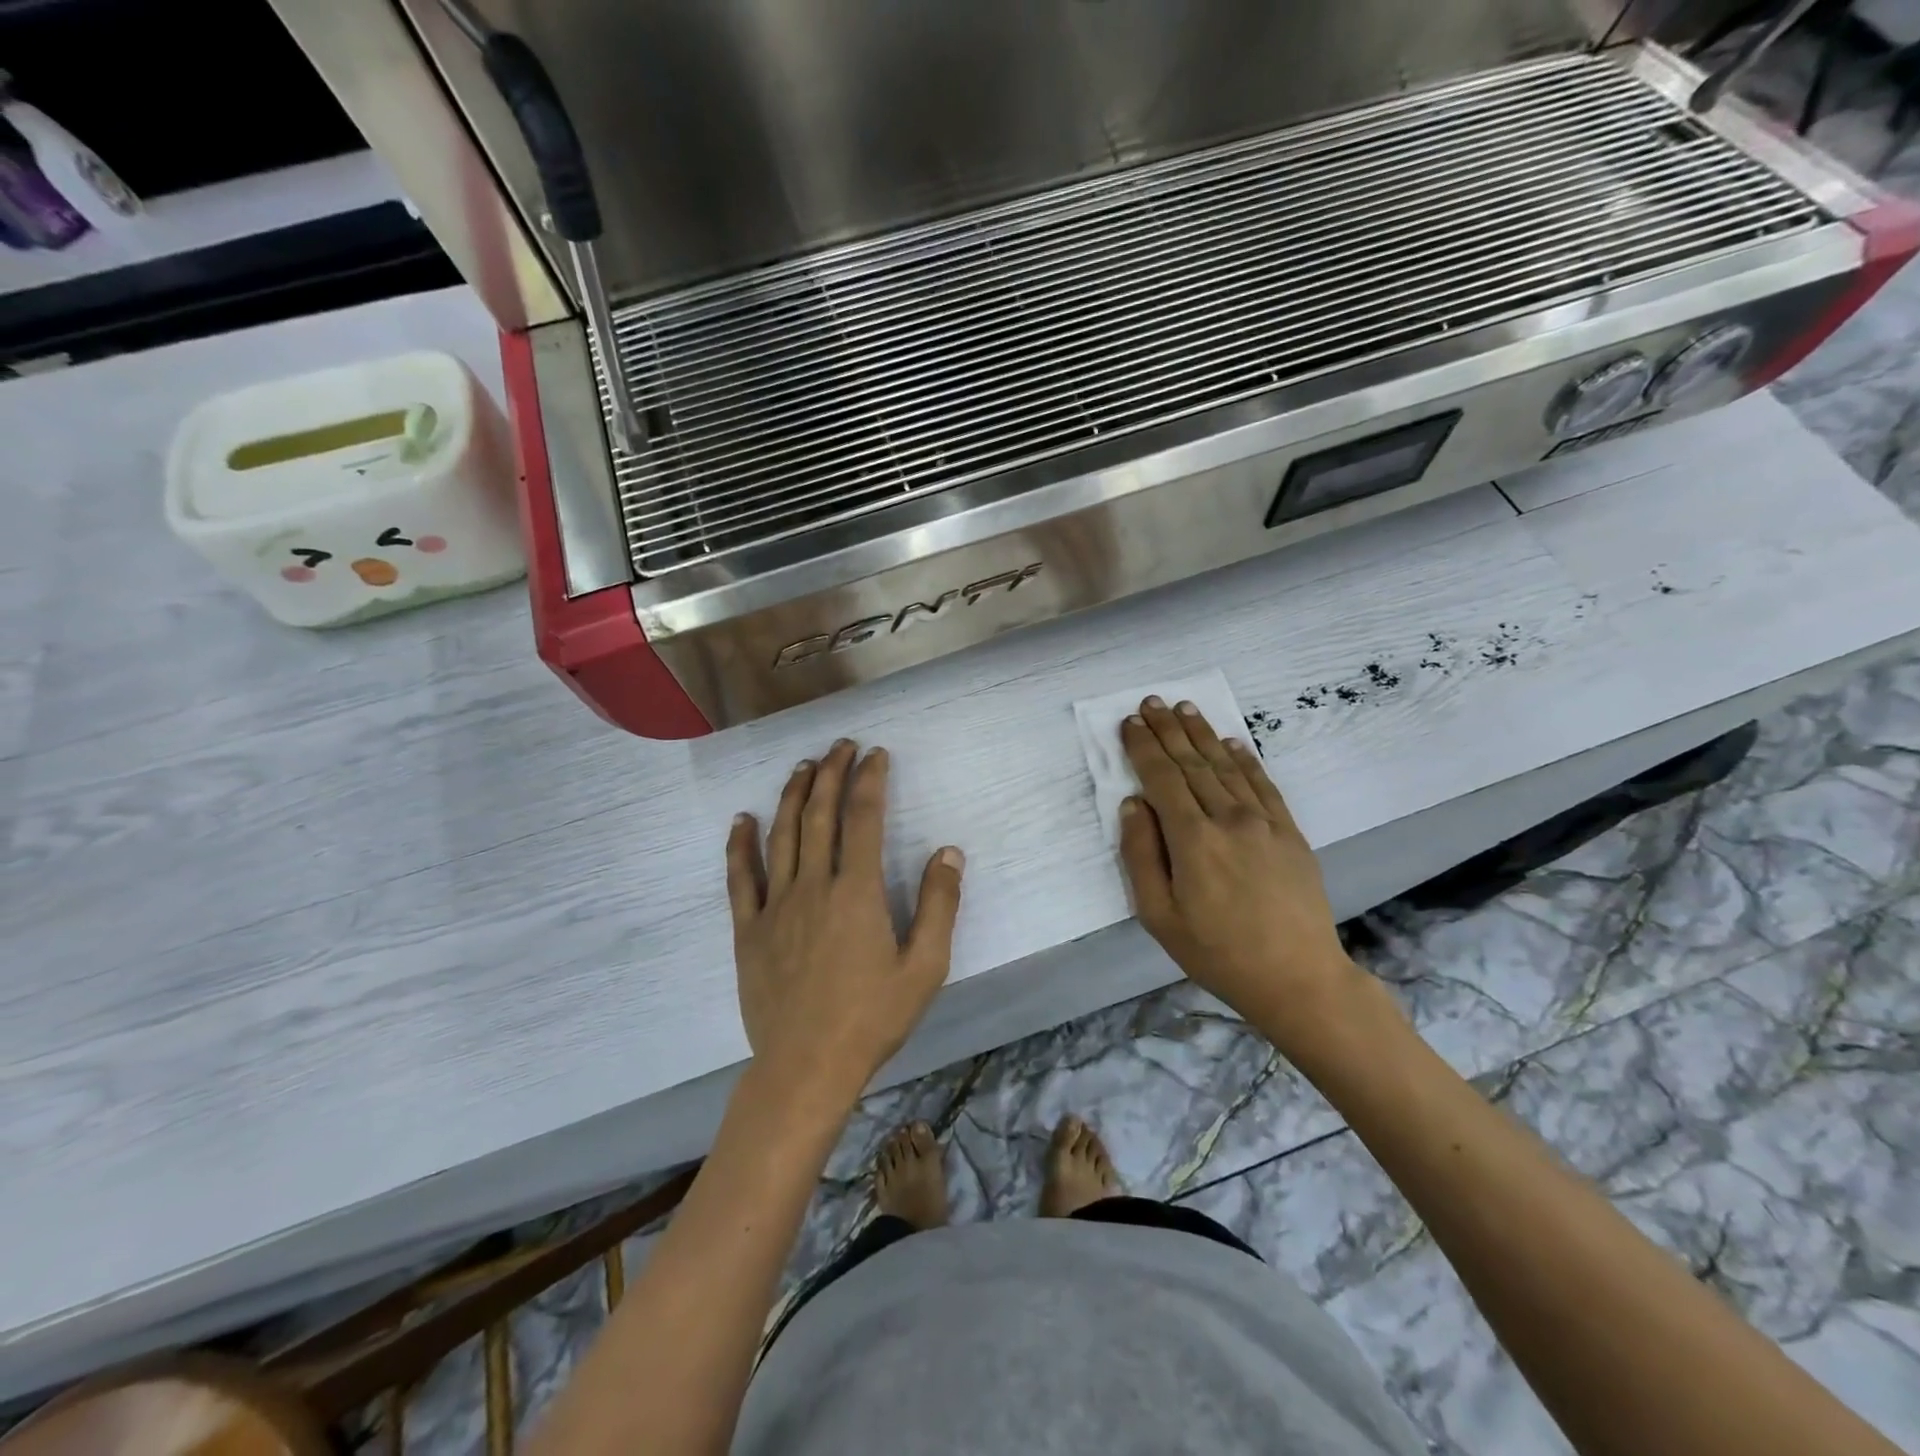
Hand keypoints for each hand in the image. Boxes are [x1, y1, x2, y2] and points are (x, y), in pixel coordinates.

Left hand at [726, 739, 964, 1109]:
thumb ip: (939, 905)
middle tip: (841, 746)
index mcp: (857, 892)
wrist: (807, 1066)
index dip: (870, 780)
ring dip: (793, 795)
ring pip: (782, 835)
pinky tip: (742, 819)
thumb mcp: (925, 967)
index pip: (864, 818)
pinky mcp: (749, 929)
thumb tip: (949, 851)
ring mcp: (775, 906)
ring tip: (804, 767)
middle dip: (832, 774)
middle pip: (821, 815)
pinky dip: (740, 844)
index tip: (876, 755)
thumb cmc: (872, 1018)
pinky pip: (740, 877)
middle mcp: (813, 886)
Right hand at [1118, 697, 1370, 1053]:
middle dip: (1168, 730)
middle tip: (1151, 702)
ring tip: (1184, 708)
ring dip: (1202, 734)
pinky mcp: (1289, 832)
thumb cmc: (1217, 952)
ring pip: (1225, 766)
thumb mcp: (1159, 916)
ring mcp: (1264, 822)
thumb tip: (1132, 805)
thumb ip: (1141, 856)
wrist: (1297, 977)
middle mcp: (1228, 819)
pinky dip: (1244, 759)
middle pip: (1191, 764)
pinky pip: (1263, 784)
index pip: (1161, 779)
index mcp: (1192, 840)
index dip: (1143, 748)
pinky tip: (1231, 742)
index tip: (1129, 723)